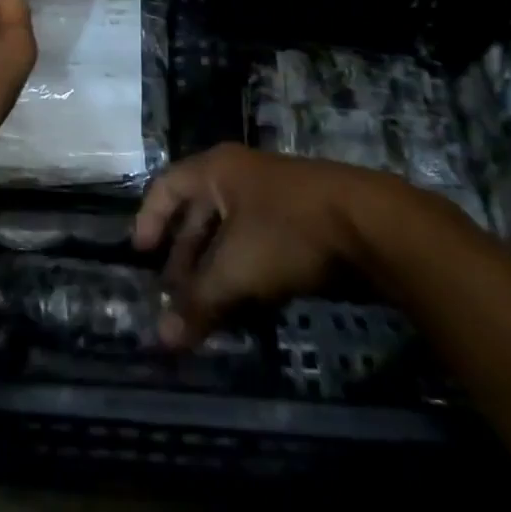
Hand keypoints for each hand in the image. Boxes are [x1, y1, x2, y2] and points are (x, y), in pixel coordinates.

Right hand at [134, 145, 401, 345]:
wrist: (370, 224)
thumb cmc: (288, 231)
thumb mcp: (237, 269)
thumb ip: (199, 302)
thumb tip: (162, 341)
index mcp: (216, 170)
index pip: (167, 186)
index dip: (149, 218)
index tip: (140, 255)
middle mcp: (240, 175)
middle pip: (198, 212)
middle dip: (184, 255)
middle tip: (174, 295)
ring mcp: (273, 194)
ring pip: (230, 231)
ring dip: (214, 267)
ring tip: (207, 305)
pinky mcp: (301, 217)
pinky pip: (258, 241)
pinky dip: (245, 269)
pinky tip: (246, 300)